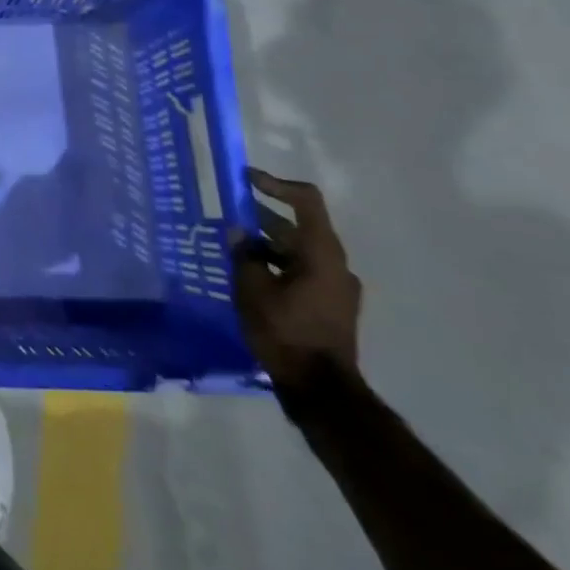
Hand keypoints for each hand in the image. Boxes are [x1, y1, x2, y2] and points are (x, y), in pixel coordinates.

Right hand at [230, 168, 361, 398]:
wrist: (322, 391)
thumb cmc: (286, 332)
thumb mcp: (252, 290)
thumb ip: (244, 255)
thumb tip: (238, 232)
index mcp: (321, 253)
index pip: (305, 201)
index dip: (275, 184)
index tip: (245, 178)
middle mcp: (336, 264)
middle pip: (300, 227)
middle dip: (263, 217)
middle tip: (230, 214)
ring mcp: (339, 288)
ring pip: (300, 251)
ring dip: (269, 244)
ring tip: (234, 247)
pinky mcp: (333, 307)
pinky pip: (304, 272)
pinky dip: (279, 265)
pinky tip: (252, 276)